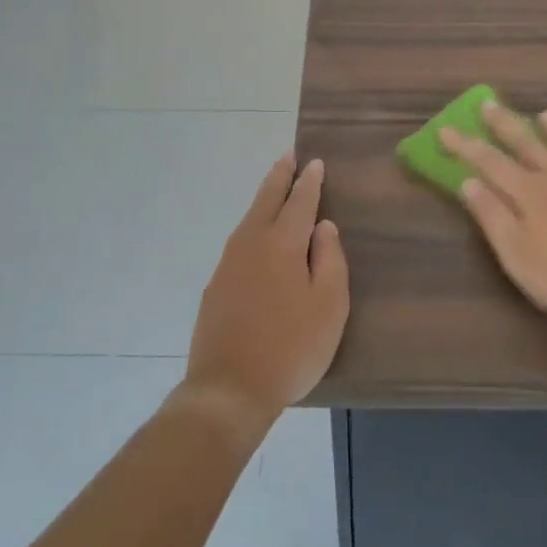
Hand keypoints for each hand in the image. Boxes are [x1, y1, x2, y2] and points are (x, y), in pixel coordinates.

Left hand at [182, 155, 349, 434]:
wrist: (229, 388)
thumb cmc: (291, 347)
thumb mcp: (328, 306)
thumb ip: (330, 260)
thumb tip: (324, 226)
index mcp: (282, 244)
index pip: (299, 202)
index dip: (310, 182)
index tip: (315, 163)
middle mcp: (251, 244)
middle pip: (266, 200)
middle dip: (279, 177)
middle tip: (288, 157)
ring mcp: (228, 264)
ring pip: (248, 219)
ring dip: (263, 199)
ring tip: (274, 189)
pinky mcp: (215, 285)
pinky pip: (239, 242)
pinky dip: (252, 226)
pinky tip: (256, 236)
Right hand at [441, 103, 546, 326]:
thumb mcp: (518, 256)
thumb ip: (492, 217)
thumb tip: (468, 182)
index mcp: (529, 193)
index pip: (489, 162)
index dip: (465, 146)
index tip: (446, 130)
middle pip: (527, 143)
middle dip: (504, 124)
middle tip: (489, 104)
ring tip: (544, 114)